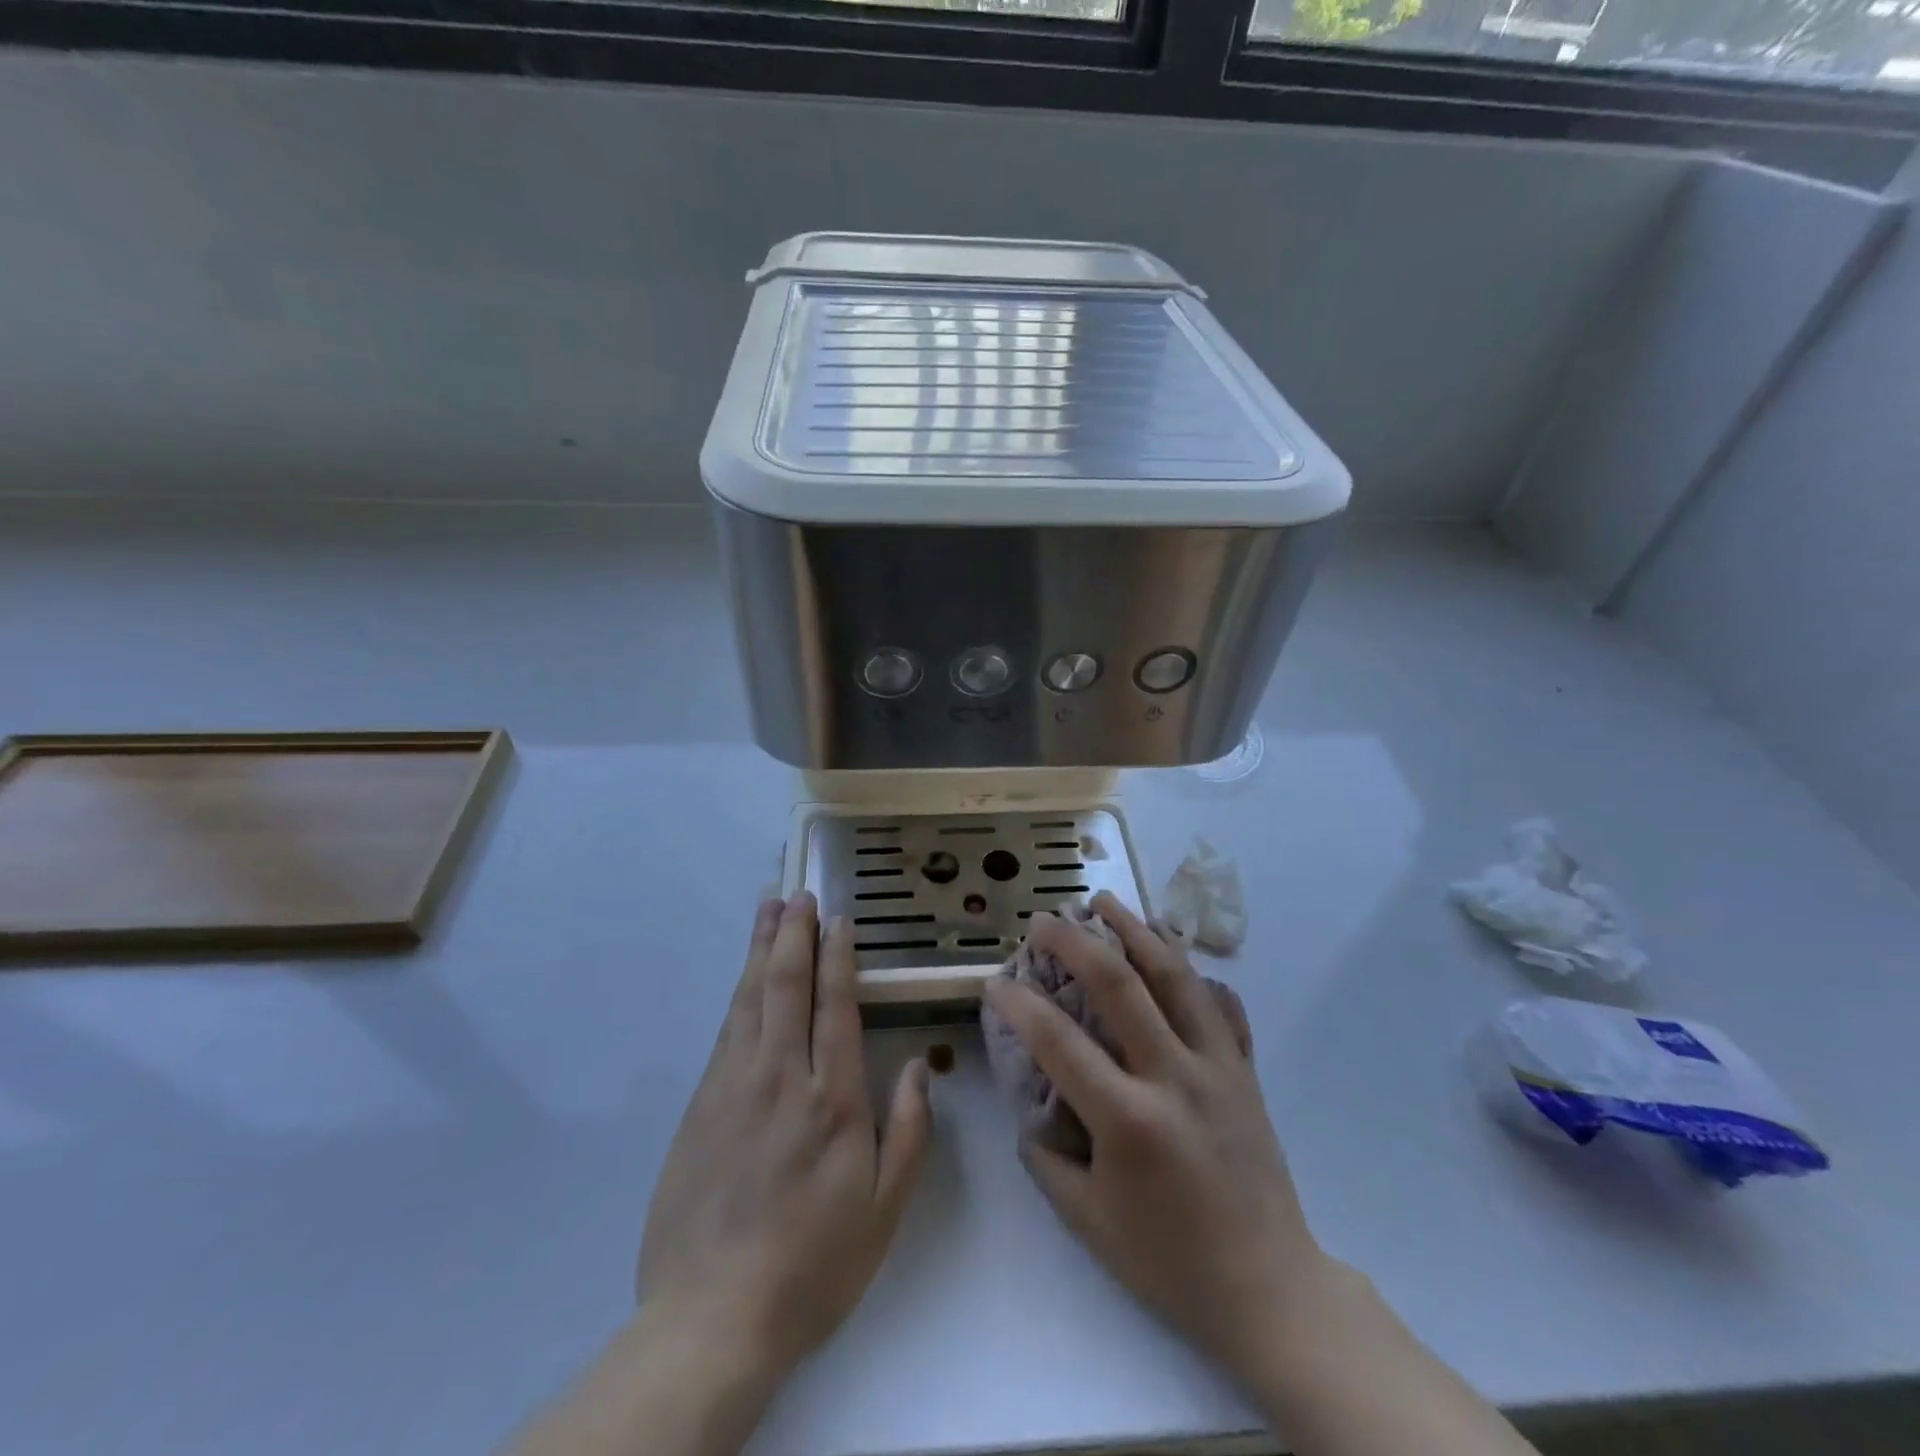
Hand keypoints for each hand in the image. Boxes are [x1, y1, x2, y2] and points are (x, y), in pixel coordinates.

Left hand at [637, 892, 933, 1383]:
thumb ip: (908, 1132)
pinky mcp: (700, 1105)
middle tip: (797, 893)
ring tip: (767, 910)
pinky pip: (724, 1031)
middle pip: (785, 987)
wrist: (710, 1316)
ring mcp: (733, 1087)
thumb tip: (918, 1066)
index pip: (834, 1006)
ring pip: (748, 999)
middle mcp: (780, 1078)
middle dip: (792, 934)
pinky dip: (737, 993)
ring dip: (760, 949)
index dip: (837, 956)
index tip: (838, 918)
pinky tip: (743, 977)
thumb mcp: (884, 1209)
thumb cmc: (813, 1263)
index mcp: (831, 1100)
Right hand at [982, 892, 1324, 1388]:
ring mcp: (1217, 1065)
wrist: (1269, 1289)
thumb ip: (1045, 1157)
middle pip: (1119, 984)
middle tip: (1043, 919)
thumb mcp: (1087, 1220)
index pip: (1058, 1041)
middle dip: (1074, 941)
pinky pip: (1218, 1002)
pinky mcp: (1245, 1068)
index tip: (993, 983)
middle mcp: (1175, 1076)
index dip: (1018, 1004)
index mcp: (1129, 1120)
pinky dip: (1191, 968)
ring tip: (1105, 901)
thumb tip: (1029, 1106)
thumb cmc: (1169, 1262)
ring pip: (1175, 975)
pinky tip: (1170, 949)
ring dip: (1135, 930)